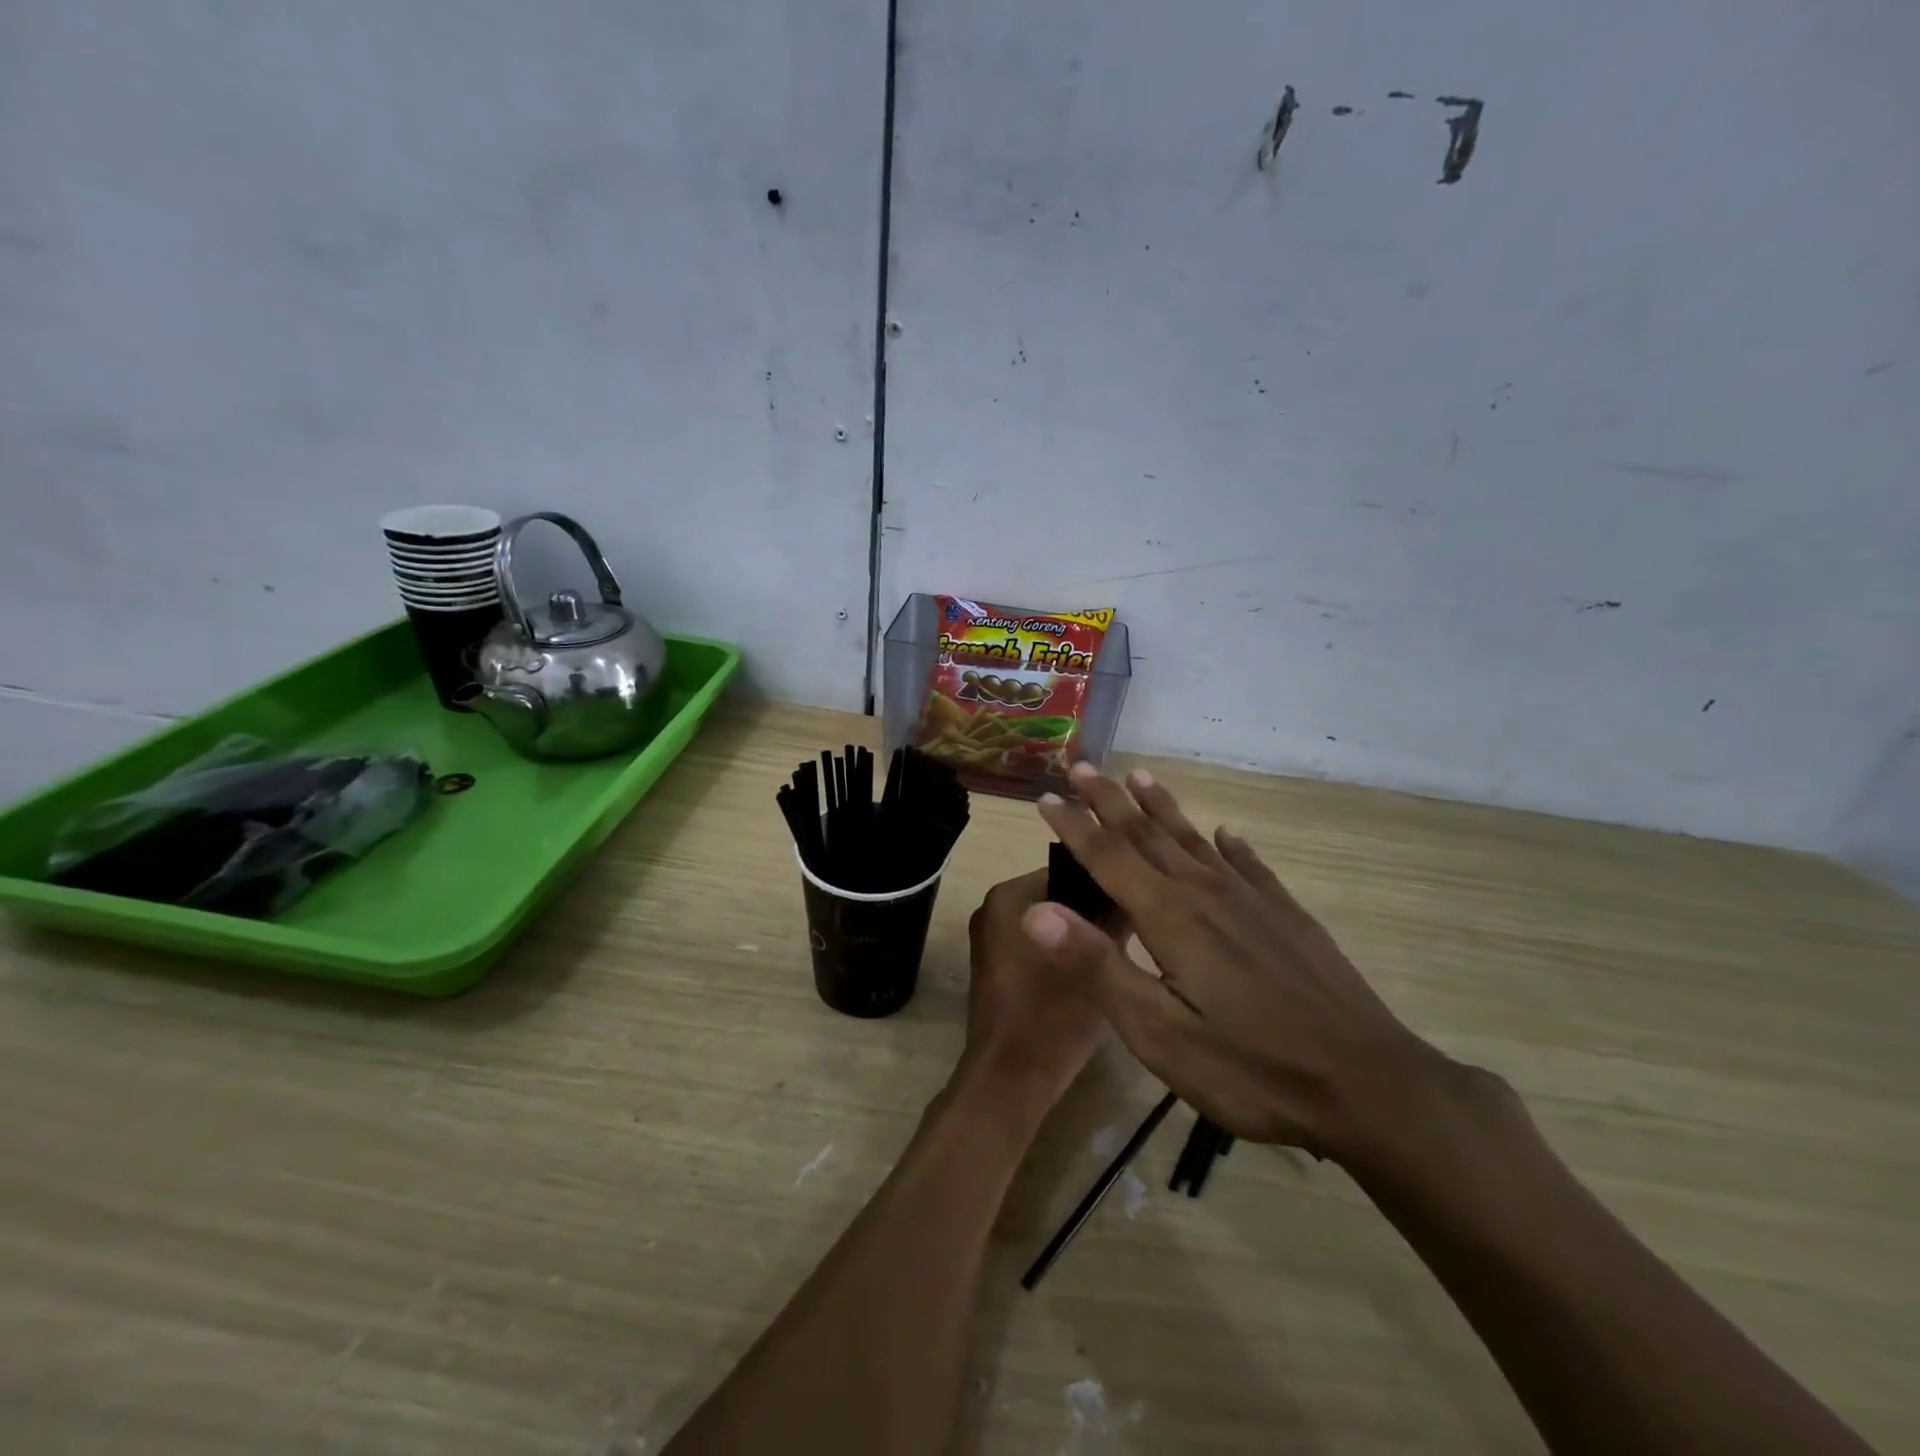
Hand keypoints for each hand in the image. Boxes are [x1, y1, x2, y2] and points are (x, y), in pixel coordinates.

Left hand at [963, 868, 1116, 1109]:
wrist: (1008, 1081)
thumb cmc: (1050, 1016)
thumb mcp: (1095, 963)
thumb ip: (1113, 919)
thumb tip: (1132, 890)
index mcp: (1008, 897)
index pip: (1069, 870)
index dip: (1105, 883)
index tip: (1140, 898)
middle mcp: (992, 909)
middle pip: (1058, 896)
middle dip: (1094, 910)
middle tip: (1137, 924)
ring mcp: (990, 940)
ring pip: (1051, 922)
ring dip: (1082, 933)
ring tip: (1122, 946)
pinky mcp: (996, 968)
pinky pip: (1037, 944)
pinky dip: (1064, 951)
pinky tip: (1095, 969)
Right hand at [1023, 763, 1447, 1164]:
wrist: (1369, 1086)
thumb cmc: (1252, 1068)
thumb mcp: (1159, 1034)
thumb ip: (1097, 967)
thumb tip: (1037, 912)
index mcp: (1170, 917)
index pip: (1108, 857)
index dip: (1074, 826)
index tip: (1046, 797)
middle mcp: (1207, 893)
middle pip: (1148, 835)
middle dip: (1110, 800)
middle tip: (1083, 766)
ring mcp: (1253, 901)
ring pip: (1195, 841)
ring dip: (1162, 808)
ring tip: (1142, 777)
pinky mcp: (1288, 917)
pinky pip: (1249, 865)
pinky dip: (1230, 845)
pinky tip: (1226, 835)